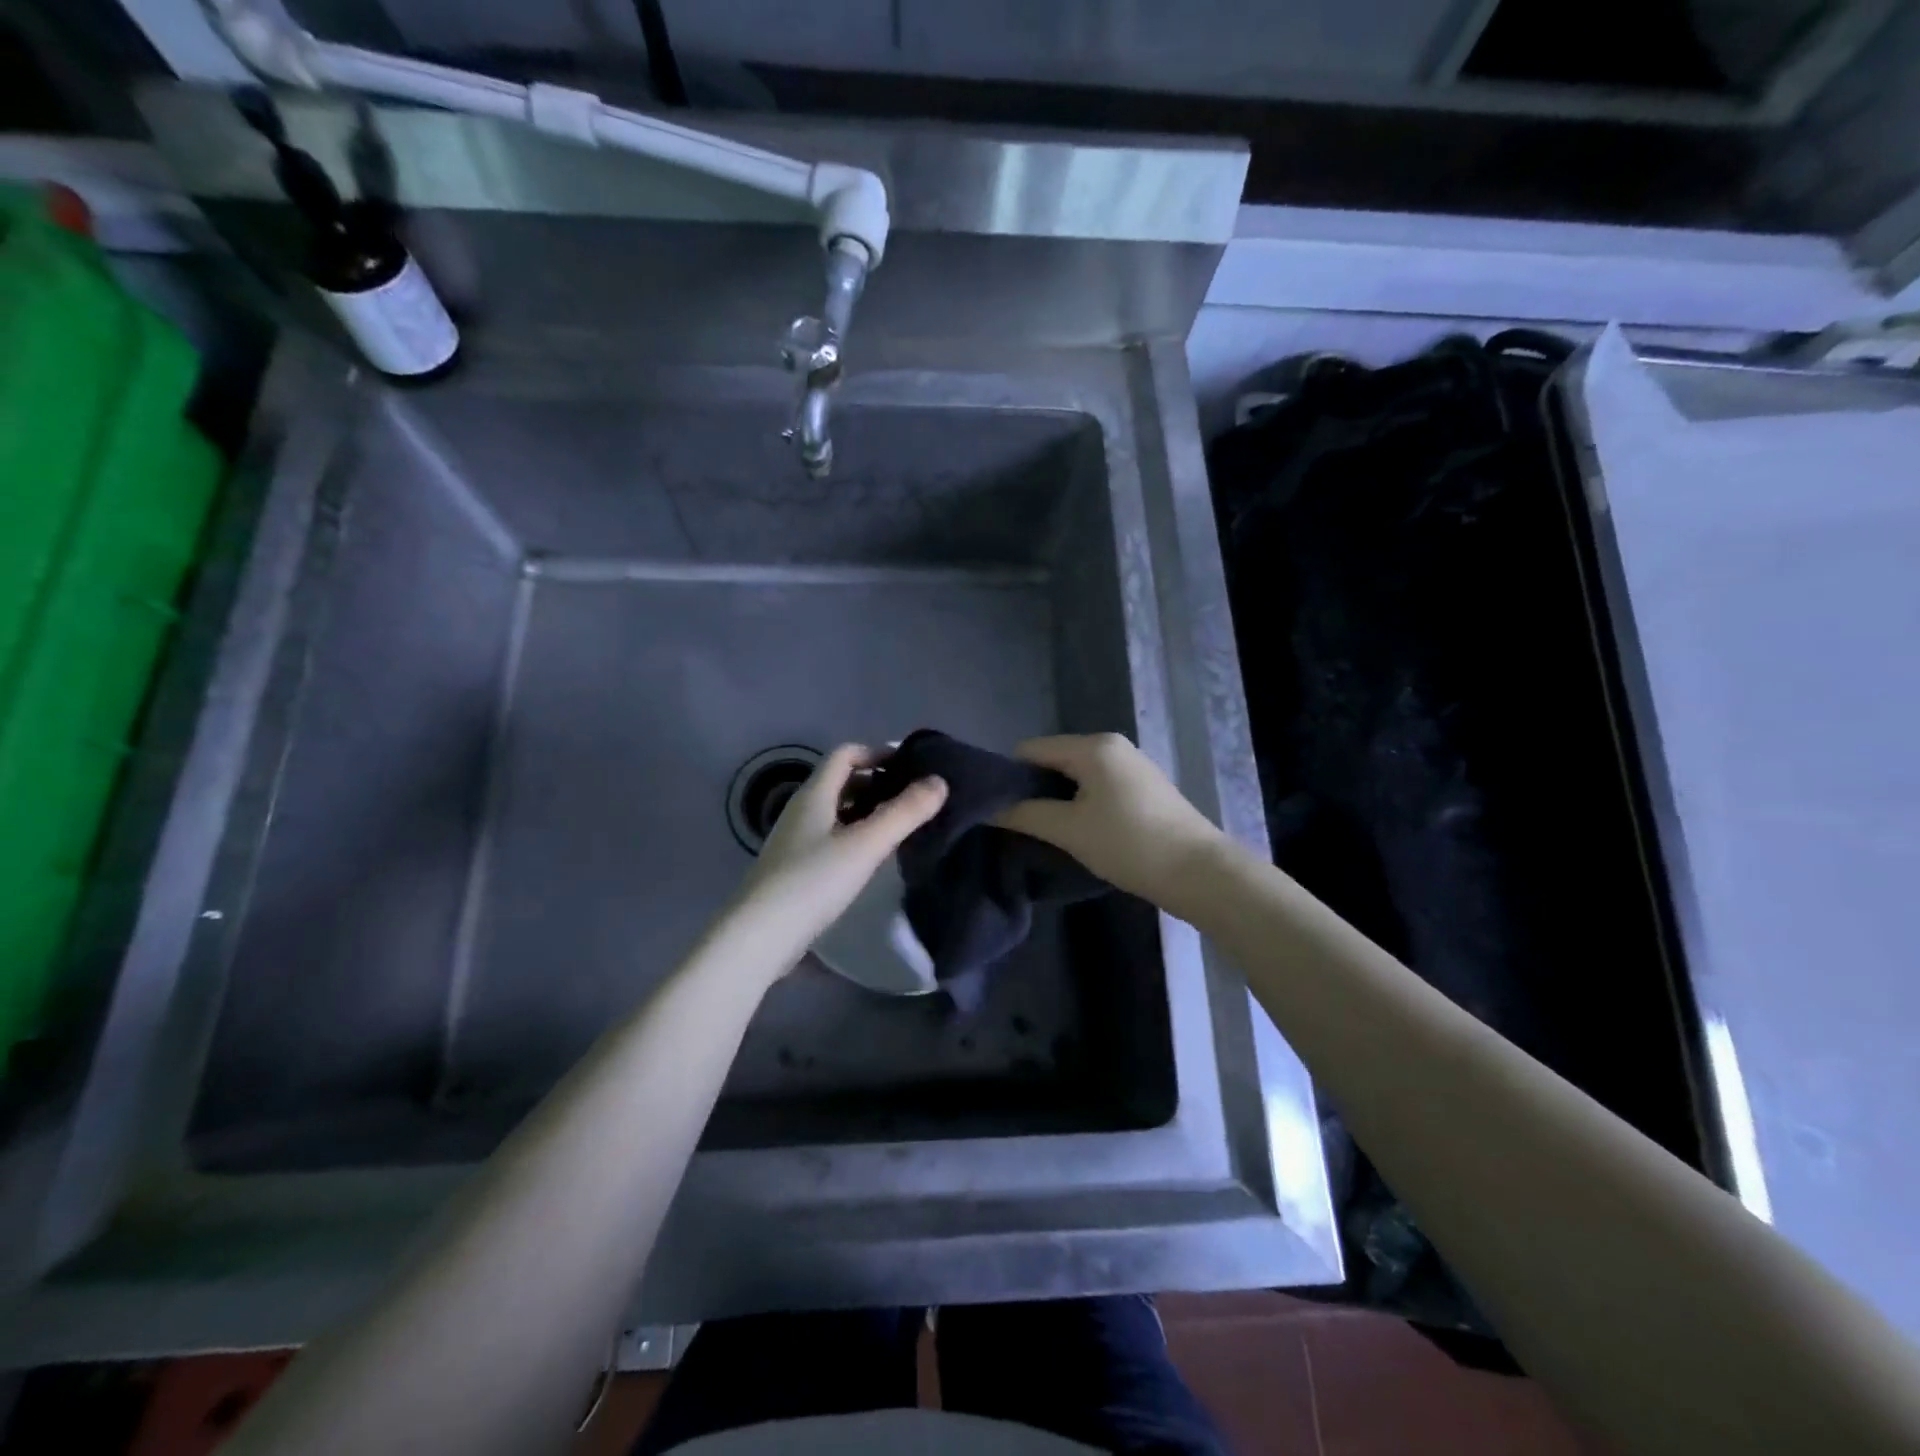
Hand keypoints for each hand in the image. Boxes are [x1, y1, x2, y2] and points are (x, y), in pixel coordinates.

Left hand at [723, 745, 946, 975]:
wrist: (759, 937)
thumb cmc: (812, 882)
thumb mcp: (865, 845)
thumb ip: (904, 813)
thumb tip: (940, 782)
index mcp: (814, 795)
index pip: (846, 754)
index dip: (878, 753)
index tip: (911, 767)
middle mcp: (802, 810)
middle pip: (842, 782)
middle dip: (878, 782)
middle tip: (914, 797)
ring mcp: (796, 840)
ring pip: (838, 811)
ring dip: (869, 810)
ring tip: (902, 825)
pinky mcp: (796, 868)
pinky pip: (832, 837)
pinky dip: (856, 835)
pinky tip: (874, 857)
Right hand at [994, 733, 1226, 911]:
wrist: (1199, 872)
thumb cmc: (1129, 844)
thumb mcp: (1069, 830)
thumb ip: (1024, 814)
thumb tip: (987, 808)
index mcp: (1093, 746)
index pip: (1030, 749)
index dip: (1008, 776)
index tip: (995, 809)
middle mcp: (1112, 745)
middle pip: (1054, 759)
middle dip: (1033, 789)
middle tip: (1018, 824)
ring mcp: (1132, 765)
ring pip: (1076, 775)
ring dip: (1057, 799)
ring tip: (1046, 831)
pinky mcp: (1144, 787)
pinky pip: (1098, 786)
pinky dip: (1081, 804)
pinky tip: (1079, 831)